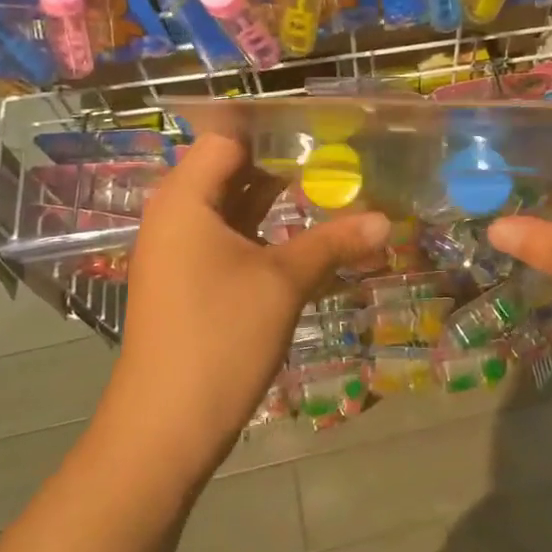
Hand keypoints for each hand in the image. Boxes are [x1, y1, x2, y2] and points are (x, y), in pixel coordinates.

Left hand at [105, 136, 389, 486]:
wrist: (165, 427)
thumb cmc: (219, 337)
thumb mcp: (283, 282)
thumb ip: (333, 242)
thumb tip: (386, 220)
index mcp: (185, 198)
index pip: (227, 136)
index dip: (272, 126)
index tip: (323, 123)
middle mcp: (176, 214)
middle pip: (230, 168)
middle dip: (283, 160)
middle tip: (339, 153)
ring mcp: (180, 249)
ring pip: (232, 205)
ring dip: (276, 198)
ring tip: (332, 185)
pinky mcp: (189, 279)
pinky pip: (229, 236)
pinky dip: (264, 230)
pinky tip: (305, 233)